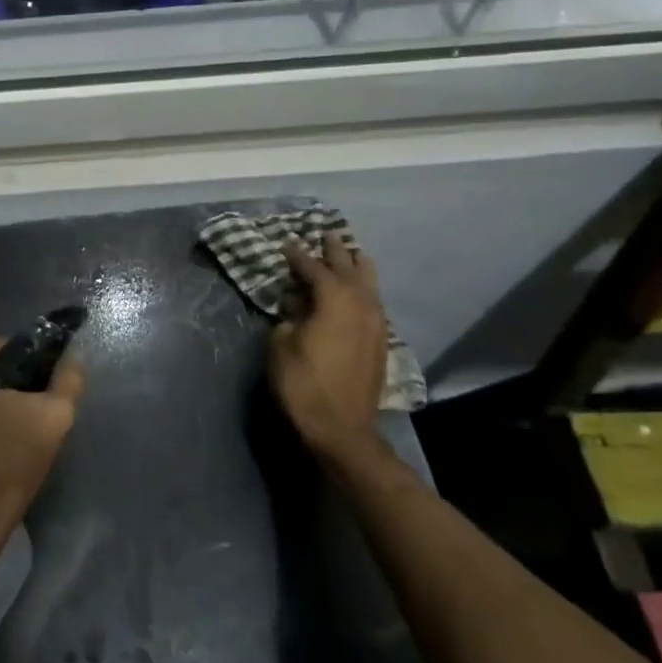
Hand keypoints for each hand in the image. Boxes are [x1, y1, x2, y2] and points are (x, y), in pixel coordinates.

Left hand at [0, 339, 84, 578]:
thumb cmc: (4, 465)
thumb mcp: (52, 418)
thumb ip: (69, 379)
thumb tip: (74, 357)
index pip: (13, 349)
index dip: (39, 372)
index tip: (50, 400)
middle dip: (19, 393)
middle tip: (38, 423)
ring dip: (1, 412)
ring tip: (21, 442)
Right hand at [268, 234, 389, 461]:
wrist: (341, 428)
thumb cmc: (303, 383)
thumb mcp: (281, 345)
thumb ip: (288, 317)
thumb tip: (296, 307)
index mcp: (335, 299)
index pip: (314, 268)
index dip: (297, 256)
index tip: (285, 244)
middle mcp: (361, 304)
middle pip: (349, 268)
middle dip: (335, 251)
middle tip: (325, 234)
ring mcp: (376, 323)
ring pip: (370, 283)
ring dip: (356, 267)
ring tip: (347, 255)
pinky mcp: (380, 342)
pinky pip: (372, 302)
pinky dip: (362, 290)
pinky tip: (354, 293)